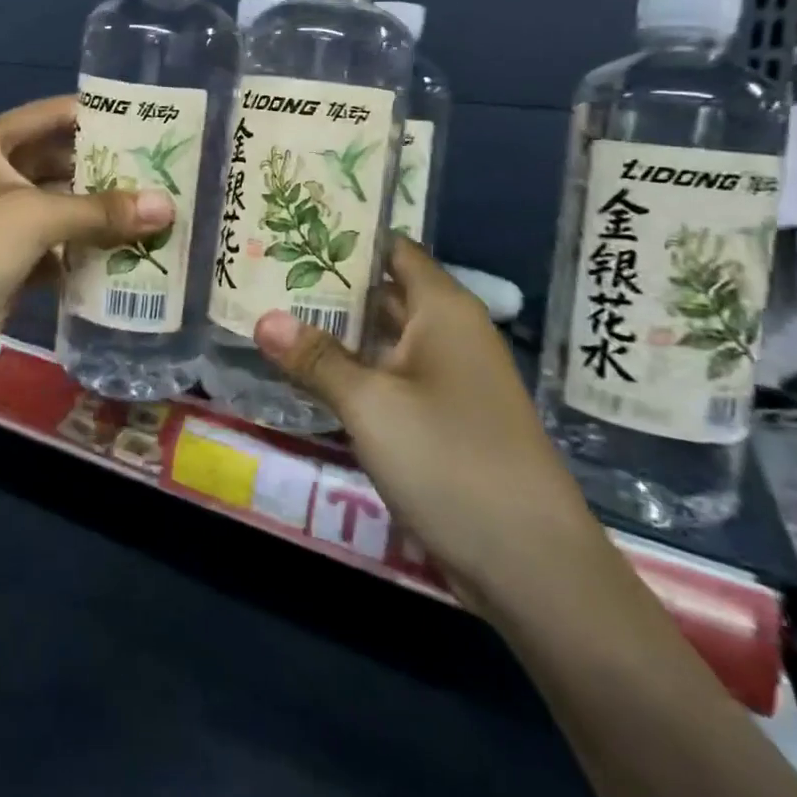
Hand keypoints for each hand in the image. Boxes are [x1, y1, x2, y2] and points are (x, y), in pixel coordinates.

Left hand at [0, 97, 173, 379]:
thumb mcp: (34, 217)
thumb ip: (101, 210)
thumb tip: (168, 206)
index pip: (48, 116)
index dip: (94, 115)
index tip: (145, 120)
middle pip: (56, 163)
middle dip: (103, 170)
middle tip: (160, 173)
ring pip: (57, 209)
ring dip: (97, 214)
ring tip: (154, 212)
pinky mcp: (4, 263)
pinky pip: (52, 249)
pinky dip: (82, 252)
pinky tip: (125, 255)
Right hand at [252, 236, 599, 606]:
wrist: (533, 566)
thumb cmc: (452, 462)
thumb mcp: (372, 406)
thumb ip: (316, 358)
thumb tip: (263, 319)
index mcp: (443, 310)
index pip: (392, 250)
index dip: (346, 237)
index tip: (293, 230)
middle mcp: (450, 333)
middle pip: (384, 292)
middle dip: (329, 284)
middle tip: (267, 272)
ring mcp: (450, 378)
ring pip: (384, 338)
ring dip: (337, 330)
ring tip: (274, 313)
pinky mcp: (445, 418)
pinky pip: (392, 377)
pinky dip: (354, 369)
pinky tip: (310, 374)